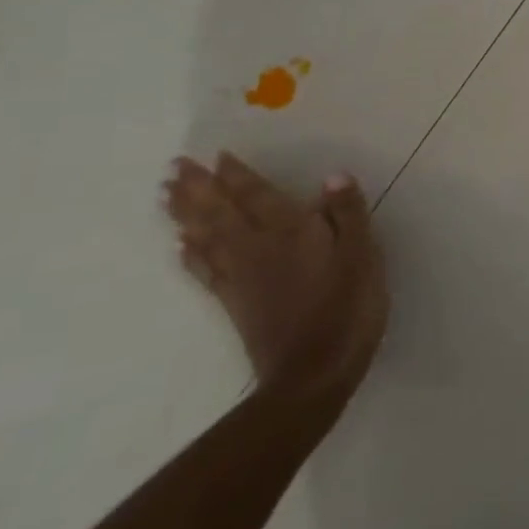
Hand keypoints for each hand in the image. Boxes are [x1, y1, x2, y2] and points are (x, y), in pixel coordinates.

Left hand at [162, 153, 387, 398]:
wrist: (313, 374)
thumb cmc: (347, 307)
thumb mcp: (362, 255)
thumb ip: (348, 214)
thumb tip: (333, 176)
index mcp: (290, 231)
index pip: (257, 195)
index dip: (237, 175)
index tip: (216, 154)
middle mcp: (257, 248)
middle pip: (220, 211)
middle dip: (197, 188)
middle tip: (173, 166)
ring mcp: (242, 278)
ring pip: (206, 237)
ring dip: (186, 214)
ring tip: (166, 195)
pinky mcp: (235, 305)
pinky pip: (206, 272)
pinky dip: (191, 255)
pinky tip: (181, 246)